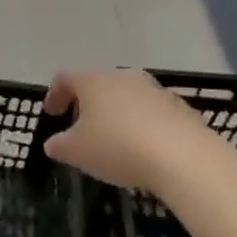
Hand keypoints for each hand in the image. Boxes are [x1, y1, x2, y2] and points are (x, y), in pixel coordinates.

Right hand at [42, 69, 217, 192]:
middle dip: (87, 103)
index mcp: (93, 81)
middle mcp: (124, 77)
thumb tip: (54, 143)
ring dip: (116, 114)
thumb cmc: (118, 147)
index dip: (54, 94)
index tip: (52, 114)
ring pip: (127, 97)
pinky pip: (152, 113)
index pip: (65, 78)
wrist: (185, 159)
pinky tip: (143, 150)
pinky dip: (142, 126)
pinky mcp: (181, 109)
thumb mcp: (75, 152)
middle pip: (98, 84)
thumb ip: (58, 145)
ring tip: (113, 140)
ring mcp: (156, 90)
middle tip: (81, 125)